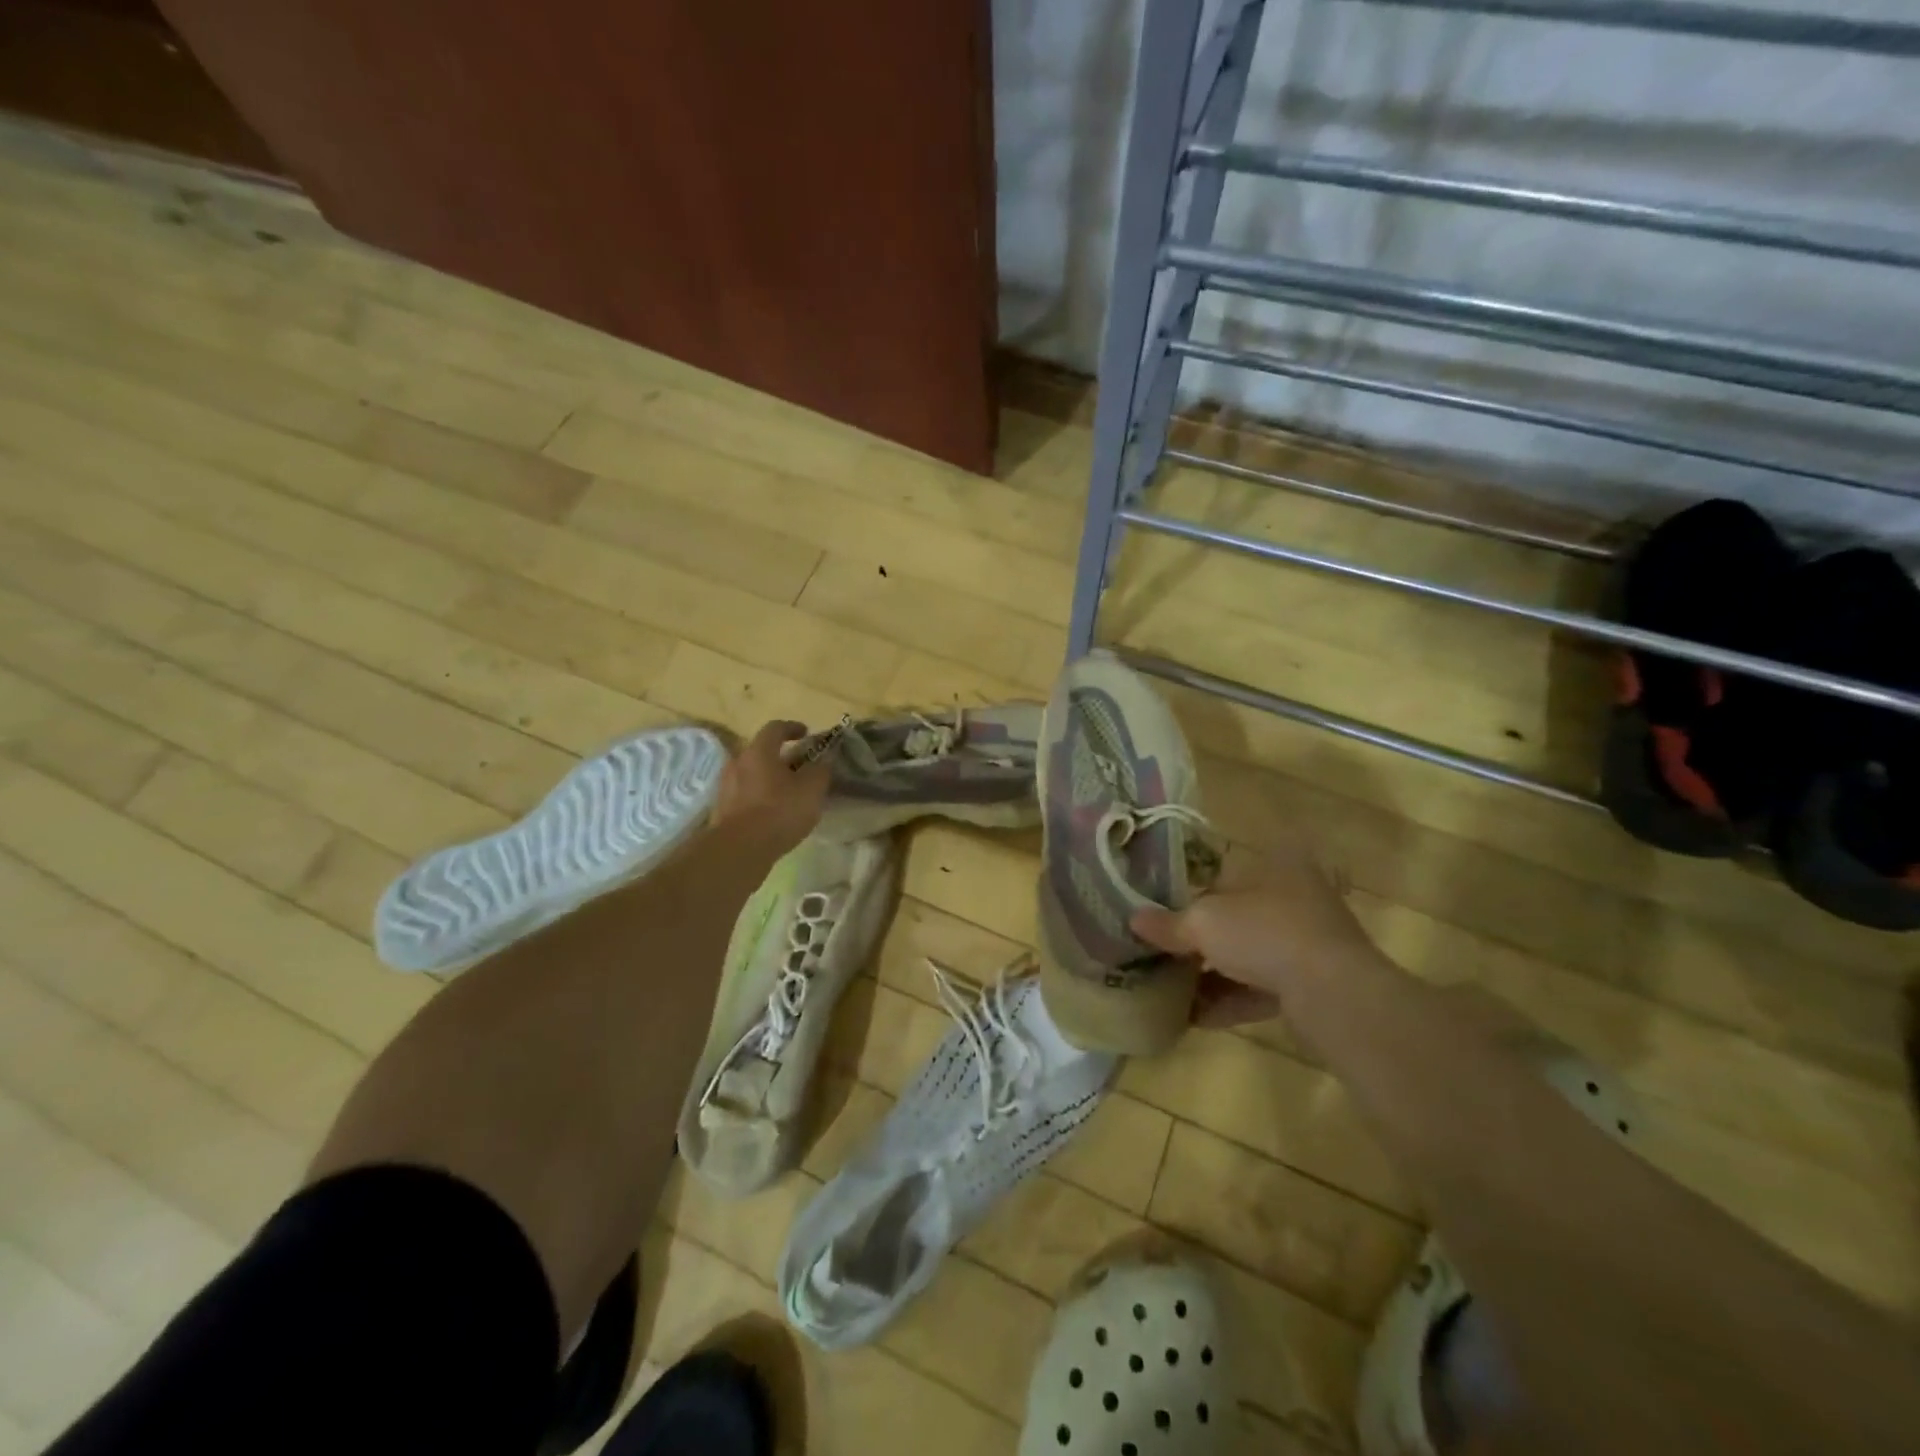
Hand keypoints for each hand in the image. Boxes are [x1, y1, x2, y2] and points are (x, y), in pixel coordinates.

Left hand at [710, 720, 831, 856]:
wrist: (739, 849)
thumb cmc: (779, 811)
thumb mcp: (812, 789)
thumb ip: (821, 770)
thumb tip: (825, 758)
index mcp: (759, 751)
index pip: (775, 728)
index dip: (792, 727)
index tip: (806, 734)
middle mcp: (738, 762)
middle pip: (761, 751)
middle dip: (781, 756)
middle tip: (800, 767)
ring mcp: (726, 786)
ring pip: (752, 774)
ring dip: (769, 778)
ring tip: (788, 792)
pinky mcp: (722, 809)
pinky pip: (745, 794)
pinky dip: (760, 796)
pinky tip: (773, 812)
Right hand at [1130, 833, 1376, 1028]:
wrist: (1334, 993)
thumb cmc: (1264, 933)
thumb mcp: (1203, 922)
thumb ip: (1167, 922)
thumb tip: (1134, 919)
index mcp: (1274, 864)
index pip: (1222, 873)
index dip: (1189, 892)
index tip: (1160, 913)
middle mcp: (1294, 897)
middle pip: (1233, 916)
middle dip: (1198, 939)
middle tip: (1162, 953)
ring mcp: (1307, 942)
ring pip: (1247, 954)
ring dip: (1211, 973)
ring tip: (1171, 989)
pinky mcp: (1312, 983)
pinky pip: (1261, 987)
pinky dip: (1230, 999)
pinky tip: (1195, 1017)